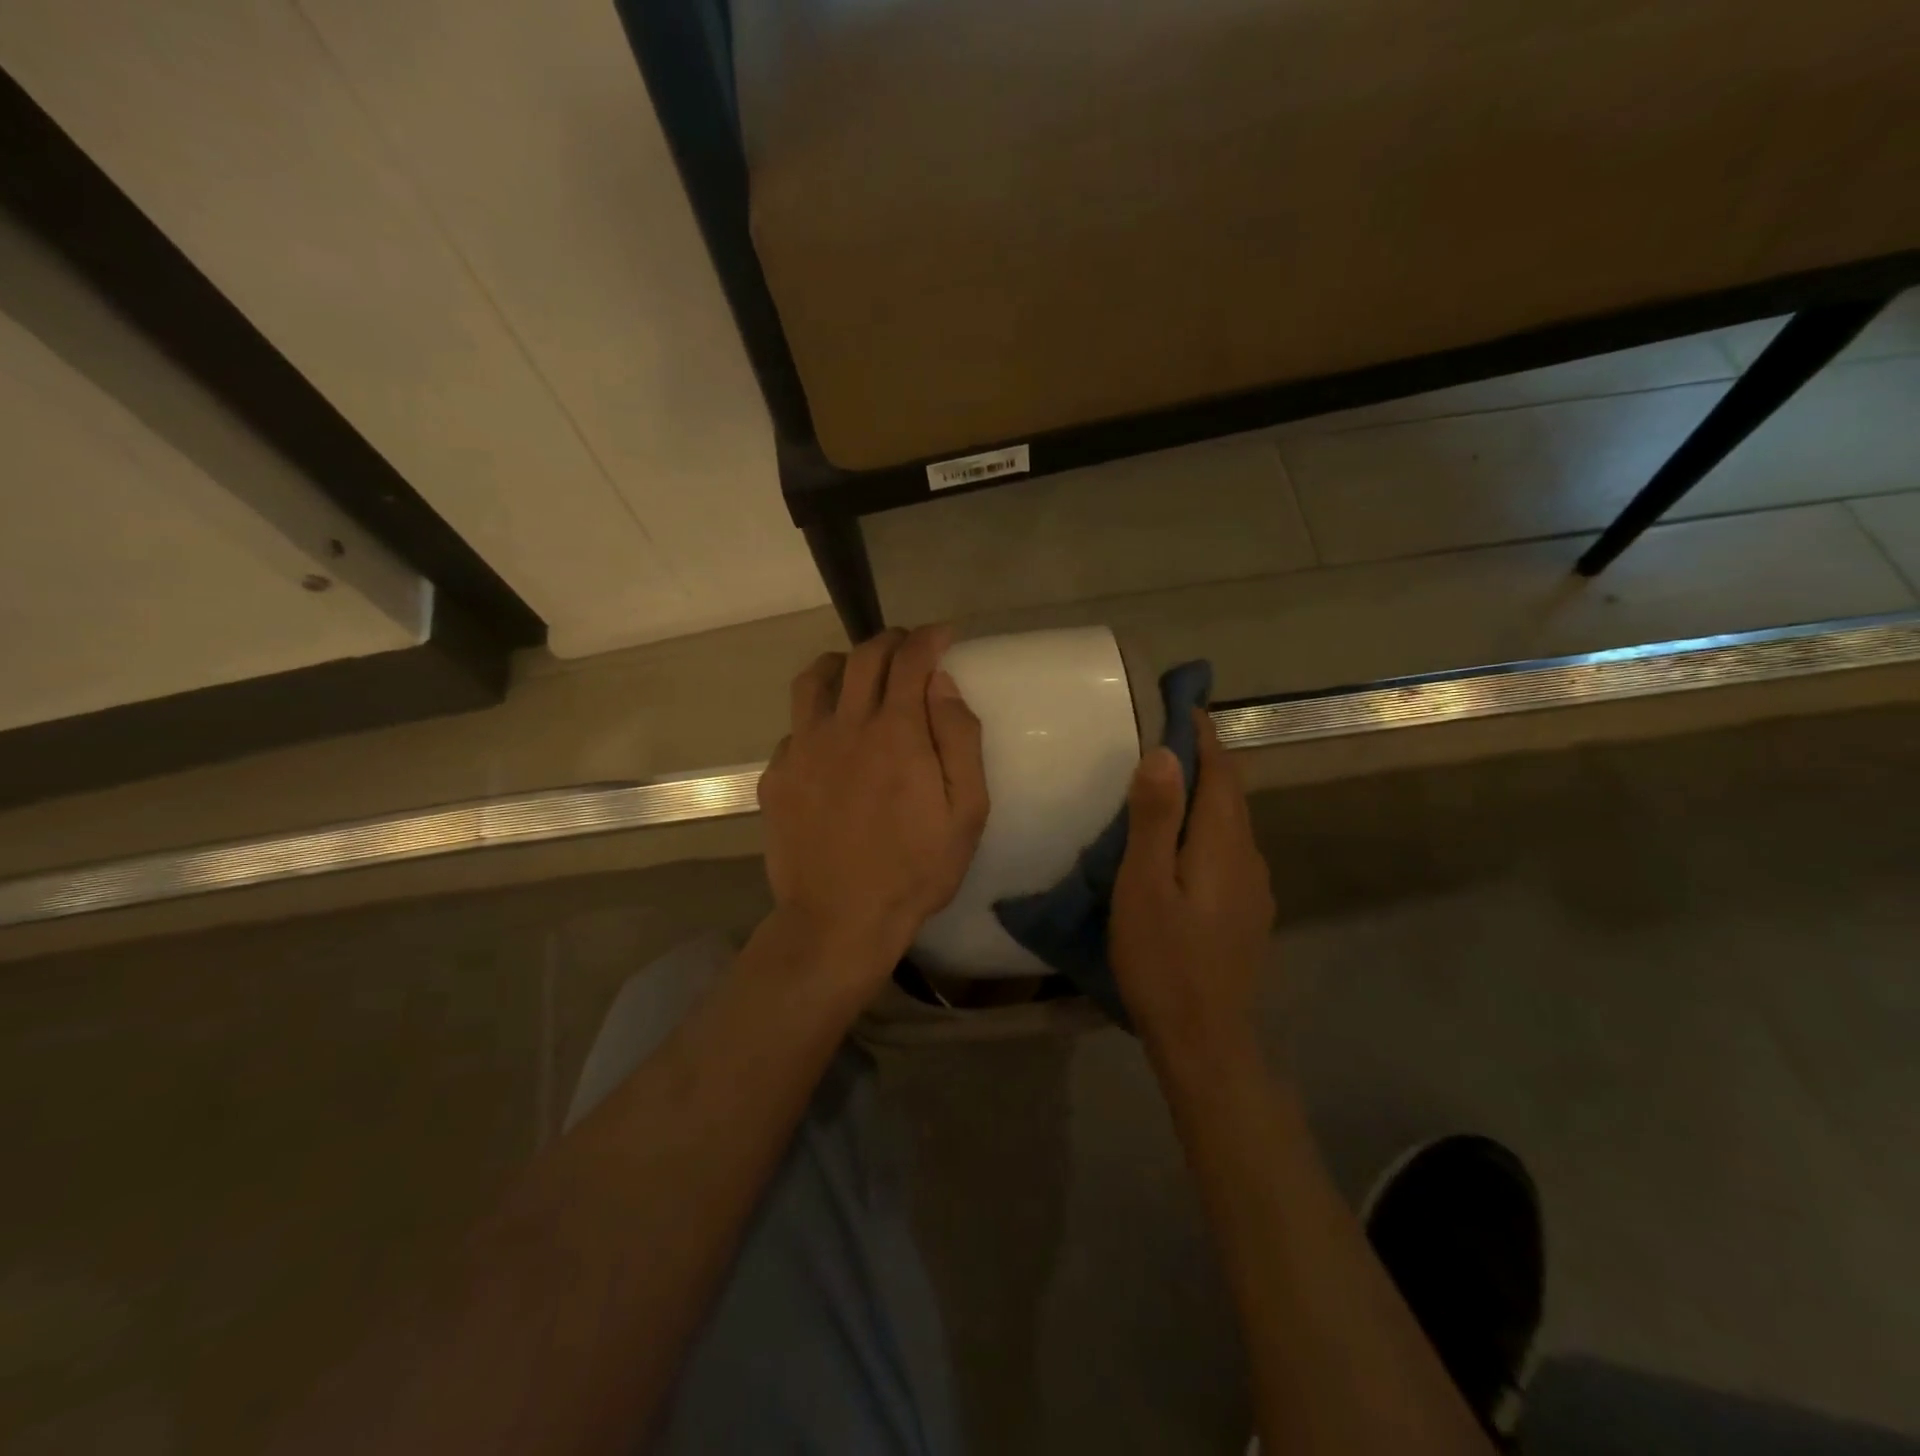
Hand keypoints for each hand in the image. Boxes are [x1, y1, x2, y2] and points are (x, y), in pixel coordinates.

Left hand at [757, 626, 989, 978]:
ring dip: (843, 663)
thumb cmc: (915, 869)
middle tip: (909, 648)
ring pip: (814, 678)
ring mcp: (801, 749)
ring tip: (859, 674)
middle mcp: (844, 726)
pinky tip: (829, 741)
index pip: (910, 659)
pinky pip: (795, 726)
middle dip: (891, 640)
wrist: (838, 920)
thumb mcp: (965, 811)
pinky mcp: (776, 776)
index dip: (929, 638)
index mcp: (895, 732)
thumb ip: (959, 739)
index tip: (943, 635)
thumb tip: (943, 684)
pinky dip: (817, 717)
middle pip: (863, 657)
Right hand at [1110, 711, 1275, 1058]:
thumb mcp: (1143, 886)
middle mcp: (1248, 856)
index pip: (1220, 771)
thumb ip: (1153, 819)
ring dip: (1207, 792)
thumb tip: (1163, 753)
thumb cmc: (1163, 960)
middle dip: (1206, 757)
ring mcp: (1254, 887)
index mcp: (1222, 843)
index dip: (1201, 734)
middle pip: (1231, 793)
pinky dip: (1208, 825)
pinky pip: (1230, 849)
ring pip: (1231, 822)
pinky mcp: (1248, 911)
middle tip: (1169, 732)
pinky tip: (1185, 842)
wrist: (1205, 1039)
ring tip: (1171, 781)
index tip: (1181, 703)